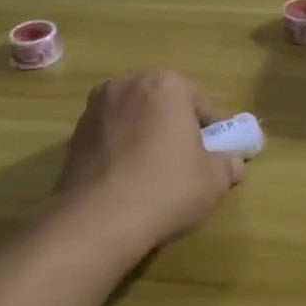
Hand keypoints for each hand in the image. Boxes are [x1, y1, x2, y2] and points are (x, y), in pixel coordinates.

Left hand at [55, 72, 242, 249]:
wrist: (98, 221)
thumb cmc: (167, 187)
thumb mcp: (215, 179)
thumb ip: (229, 163)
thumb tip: (232, 162)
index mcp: (166, 84)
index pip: (201, 105)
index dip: (212, 133)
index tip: (215, 157)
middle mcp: (127, 85)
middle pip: (163, 106)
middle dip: (175, 129)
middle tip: (186, 164)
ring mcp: (94, 110)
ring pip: (134, 121)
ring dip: (145, 139)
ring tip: (153, 176)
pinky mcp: (72, 137)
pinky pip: (110, 139)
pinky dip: (121, 153)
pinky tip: (127, 184)